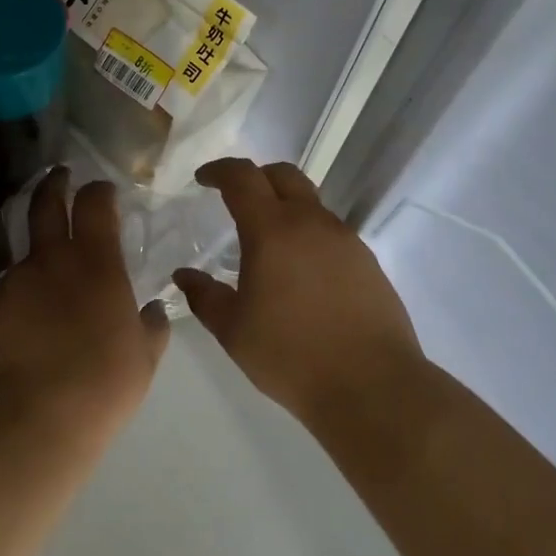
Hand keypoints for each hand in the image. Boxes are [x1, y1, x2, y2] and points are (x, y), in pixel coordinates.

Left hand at [0, 167, 169, 456]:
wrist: (30, 424)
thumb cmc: (101, 386)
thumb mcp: (143, 359)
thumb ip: (152, 327)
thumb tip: (153, 310)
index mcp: (95, 263)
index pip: (94, 204)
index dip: (99, 191)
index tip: (103, 190)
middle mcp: (50, 261)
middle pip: (46, 204)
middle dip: (54, 184)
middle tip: (60, 176)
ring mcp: (13, 284)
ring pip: (26, 252)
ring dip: (40, 251)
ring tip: (51, 277)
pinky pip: (11, 291)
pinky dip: (25, 294)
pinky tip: (32, 324)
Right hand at [173, 158, 423, 428]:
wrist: (371, 385)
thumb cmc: (291, 355)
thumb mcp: (233, 330)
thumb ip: (204, 296)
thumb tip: (184, 275)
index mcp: (272, 230)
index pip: (242, 177)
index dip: (219, 170)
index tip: (203, 179)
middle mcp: (311, 222)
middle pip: (283, 174)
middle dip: (255, 177)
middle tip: (235, 198)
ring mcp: (344, 238)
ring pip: (310, 202)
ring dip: (284, 206)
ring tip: (267, 241)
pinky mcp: (367, 260)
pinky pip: (330, 230)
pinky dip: (308, 234)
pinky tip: (300, 271)